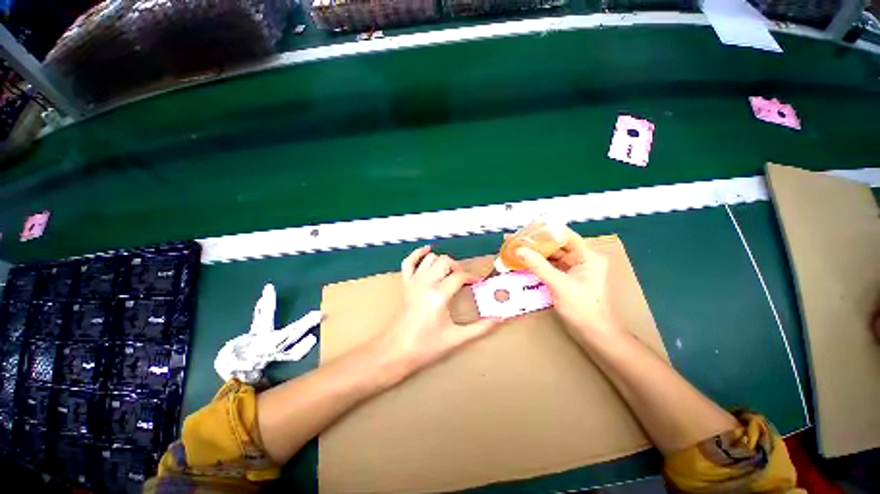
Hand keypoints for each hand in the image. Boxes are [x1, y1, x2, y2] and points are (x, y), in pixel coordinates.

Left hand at [378, 246, 500, 375]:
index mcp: (439, 294)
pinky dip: (417, 254)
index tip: (479, 283)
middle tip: (464, 280)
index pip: (460, 276)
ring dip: (442, 262)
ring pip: (430, 258)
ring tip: (450, 273)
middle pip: (445, 262)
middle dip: (458, 268)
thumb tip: (499, 319)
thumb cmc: (426, 346)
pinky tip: (427, 251)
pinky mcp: (405, 284)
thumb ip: (480, 328)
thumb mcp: (456, 338)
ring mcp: (413, 281)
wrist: (396, 351)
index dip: (472, 277)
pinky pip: (408, 261)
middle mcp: (426, 283)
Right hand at [514, 229, 621, 340]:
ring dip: (535, 254)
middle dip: (536, 243)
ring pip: (552, 256)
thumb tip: (518, 250)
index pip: (564, 235)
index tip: (525, 229)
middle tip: (516, 240)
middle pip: (556, 245)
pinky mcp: (568, 278)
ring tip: (516, 250)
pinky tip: (524, 263)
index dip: (544, 231)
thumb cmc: (582, 308)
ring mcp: (575, 269)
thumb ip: (538, 265)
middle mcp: (582, 259)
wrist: (595, 334)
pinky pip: (551, 267)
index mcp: (587, 255)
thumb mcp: (558, 284)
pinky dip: (539, 265)